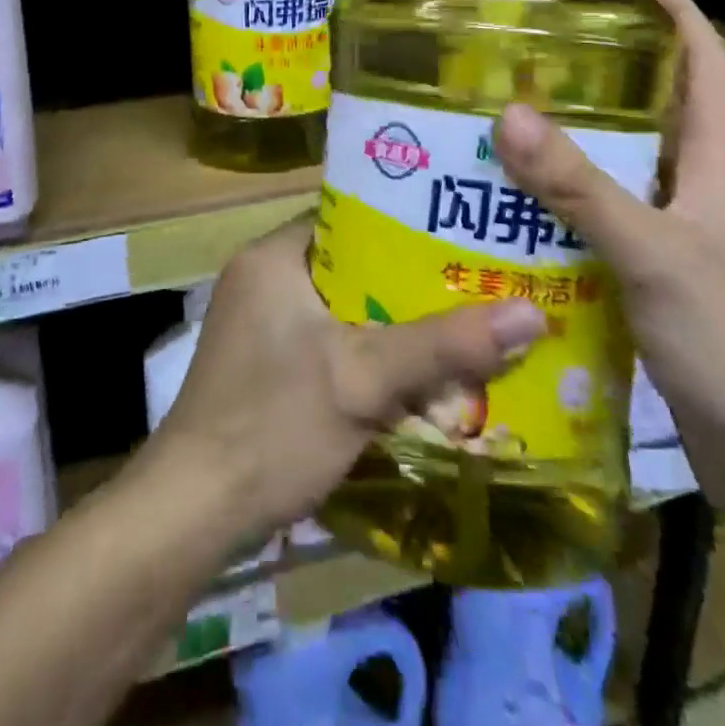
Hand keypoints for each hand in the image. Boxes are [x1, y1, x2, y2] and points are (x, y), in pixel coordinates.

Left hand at [148, 217, 546, 544]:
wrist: (192, 510)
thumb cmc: (273, 425)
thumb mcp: (364, 380)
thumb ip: (444, 346)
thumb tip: (532, 314)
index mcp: (274, 254)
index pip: (350, 215)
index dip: (407, 220)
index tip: (462, 231)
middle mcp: (263, 276)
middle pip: (351, 263)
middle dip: (409, 279)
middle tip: (476, 281)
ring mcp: (259, 321)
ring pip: (342, 305)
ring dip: (392, 320)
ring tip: (460, 323)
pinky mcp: (263, 360)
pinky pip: (328, 337)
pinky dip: (366, 350)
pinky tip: (414, 373)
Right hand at [494, 0, 724, 511]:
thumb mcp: (652, 254)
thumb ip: (580, 187)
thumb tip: (510, 114)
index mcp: (722, 168)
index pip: (708, 66)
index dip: (677, 12)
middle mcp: (708, 194)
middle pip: (662, 115)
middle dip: (608, 79)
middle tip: (536, 62)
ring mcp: (690, 242)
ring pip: (631, 174)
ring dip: (580, 149)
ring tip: (512, 132)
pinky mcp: (669, 285)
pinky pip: (614, 225)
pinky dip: (574, 210)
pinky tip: (524, 220)